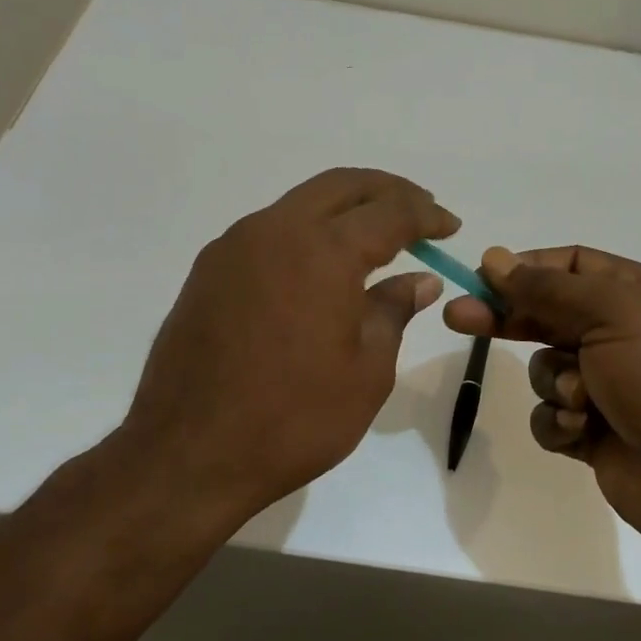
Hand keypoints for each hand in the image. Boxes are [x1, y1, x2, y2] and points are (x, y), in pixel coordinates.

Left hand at [124, 168, 457, 523]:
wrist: (190, 454)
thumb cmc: (295, 417)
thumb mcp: (367, 369)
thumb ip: (394, 310)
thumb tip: (419, 280)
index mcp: (323, 250)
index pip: (389, 212)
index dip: (426, 215)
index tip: (450, 226)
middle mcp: (274, 231)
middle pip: (341, 186)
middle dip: (387, 191)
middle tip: (420, 210)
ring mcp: (233, 247)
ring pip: (300, 204)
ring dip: (343, 209)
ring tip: (375, 237)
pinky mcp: (208, 271)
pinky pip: (269, 232)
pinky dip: (306, 233)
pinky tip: (319, 267)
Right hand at [444, 246, 640, 562]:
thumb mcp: (610, 314)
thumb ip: (547, 288)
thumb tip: (495, 258)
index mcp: (638, 294)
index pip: (572, 265)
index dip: (526, 268)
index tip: (482, 277)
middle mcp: (622, 334)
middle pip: (548, 314)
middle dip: (507, 317)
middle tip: (457, 316)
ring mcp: (608, 385)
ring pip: (545, 369)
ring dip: (555, 383)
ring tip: (582, 400)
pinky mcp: (594, 432)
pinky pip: (551, 416)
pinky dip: (560, 423)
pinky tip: (582, 432)